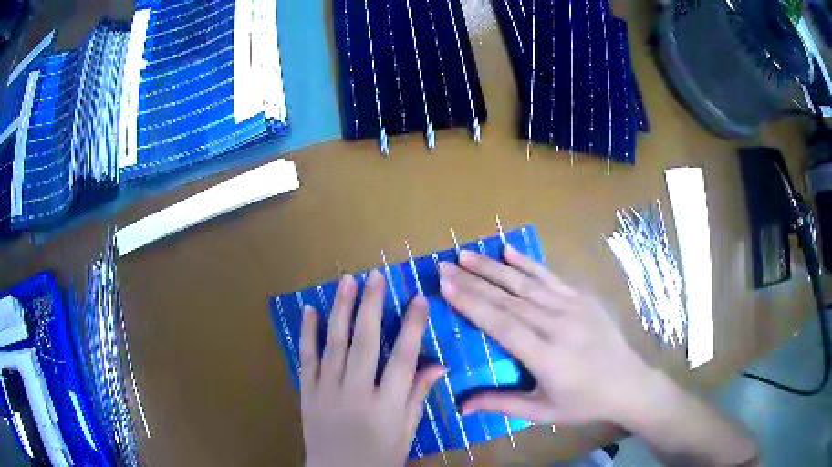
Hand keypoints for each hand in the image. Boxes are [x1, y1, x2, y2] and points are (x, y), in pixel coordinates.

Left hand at [300, 271, 444, 466]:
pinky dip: (308, 333)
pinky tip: (310, 311)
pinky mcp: (307, 393)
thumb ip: (418, 397)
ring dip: (341, 310)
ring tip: (347, 282)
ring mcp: (327, 391)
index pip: (403, 358)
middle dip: (371, 306)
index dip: (412, 326)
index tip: (419, 298)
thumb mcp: (407, 432)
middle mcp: (356, 393)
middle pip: (365, 343)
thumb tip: (438, 364)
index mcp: (386, 406)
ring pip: (334, 344)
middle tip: (376, 276)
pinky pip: (307, 359)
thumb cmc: (379, 457)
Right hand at [438, 246, 655, 426]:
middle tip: (444, 265)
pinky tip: (509, 251)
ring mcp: (572, 308)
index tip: (446, 285)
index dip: (471, 303)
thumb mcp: (542, 411)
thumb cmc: (583, 402)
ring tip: (466, 254)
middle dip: (473, 280)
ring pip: (526, 283)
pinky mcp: (582, 299)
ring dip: (494, 268)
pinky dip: (528, 263)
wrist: (628, 384)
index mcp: (545, 356)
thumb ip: (501, 405)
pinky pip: (551, 277)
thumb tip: (461, 407)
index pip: (501, 324)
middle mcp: (557, 325)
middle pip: (508, 299)